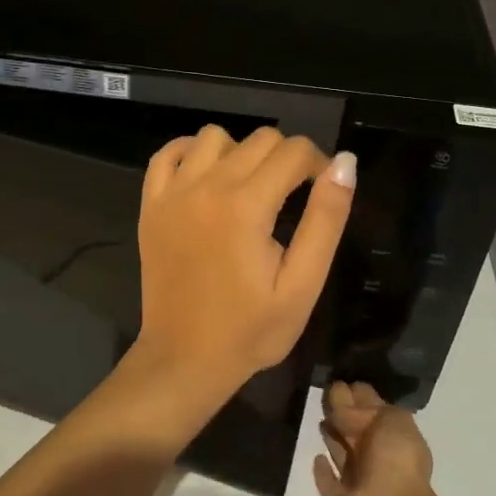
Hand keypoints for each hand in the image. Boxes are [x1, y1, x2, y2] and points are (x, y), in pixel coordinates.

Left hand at [136, 125, 355, 388]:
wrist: (184, 359)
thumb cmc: (250, 330)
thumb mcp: (302, 284)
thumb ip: (326, 219)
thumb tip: (345, 162)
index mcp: (246, 206)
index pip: (295, 151)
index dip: (319, 166)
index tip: (322, 194)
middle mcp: (206, 186)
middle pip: (260, 138)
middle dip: (286, 159)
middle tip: (291, 199)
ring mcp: (172, 193)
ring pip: (215, 136)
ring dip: (240, 152)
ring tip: (250, 188)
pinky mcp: (151, 204)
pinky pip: (168, 152)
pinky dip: (191, 153)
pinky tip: (207, 177)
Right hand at [314, 381, 435, 495]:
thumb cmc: (396, 461)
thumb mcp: (393, 419)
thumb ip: (366, 407)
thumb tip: (341, 410)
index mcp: (395, 436)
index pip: (374, 408)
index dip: (359, 393)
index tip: (340, 377)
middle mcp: (378, 457)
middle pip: (356, 428)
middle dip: (343, 410)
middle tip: (324, 389)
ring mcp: (359, 480)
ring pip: (342, 452)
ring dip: (333, 436)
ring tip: (319, 415)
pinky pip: (329, 481)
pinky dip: (323, 471)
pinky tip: (316, 457)